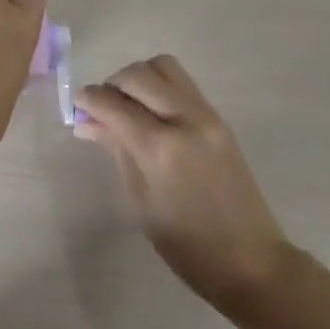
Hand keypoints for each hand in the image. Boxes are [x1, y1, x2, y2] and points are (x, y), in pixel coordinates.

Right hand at [74, 56, 289, 310]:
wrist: (252, 261)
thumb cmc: (187, 245)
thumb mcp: (141, 201)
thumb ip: (117, 150)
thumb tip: (87, 122)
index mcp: (160, 148)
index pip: (113, 103)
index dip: (88, 99)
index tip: (77, 104)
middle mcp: (185, 120)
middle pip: (138, 75)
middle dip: (112, 84)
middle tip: (102, 106)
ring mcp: (206, 115)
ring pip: (164, 67)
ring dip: (139, 78)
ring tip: (129, 104)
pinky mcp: (219, 118)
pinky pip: (182, 83)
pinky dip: (159, 86)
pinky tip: (151, 112)